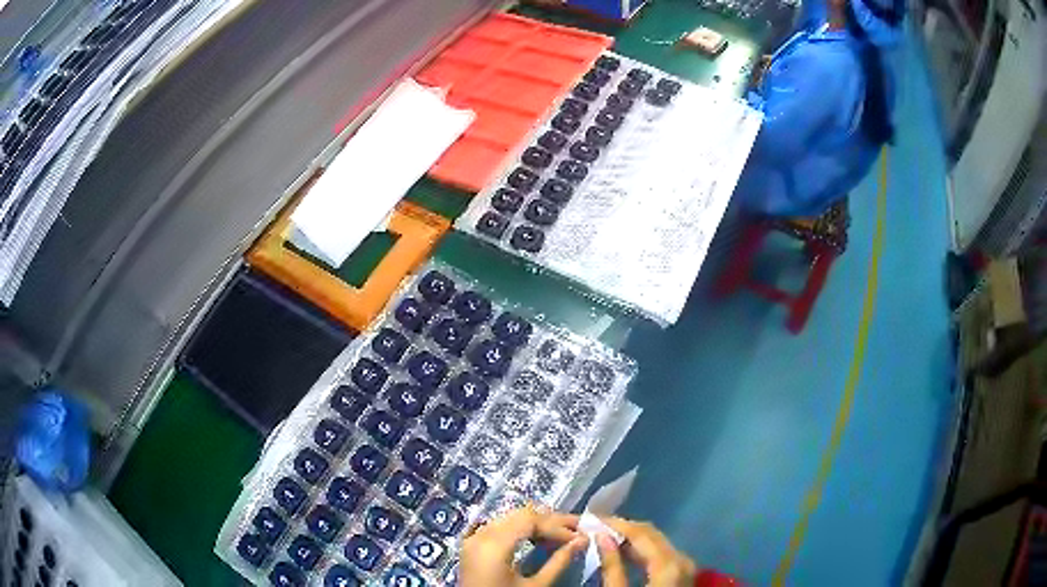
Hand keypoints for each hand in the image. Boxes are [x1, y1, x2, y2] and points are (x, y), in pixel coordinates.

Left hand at [460, 506, 588, 586]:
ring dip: (536, 524)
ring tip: (561, 534)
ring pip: (509, 519)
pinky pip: (497, 527)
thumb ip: (559, 562)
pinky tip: (536, 537)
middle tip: (577, 528)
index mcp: (494, 544)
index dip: (558, 525)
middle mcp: (481, 535)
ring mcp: (473, 540)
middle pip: (519, 515)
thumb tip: (582, 540)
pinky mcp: (472, 547)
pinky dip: (518, 529)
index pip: (531, 520)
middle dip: (550, 521)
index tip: (581, 534)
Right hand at [598, 517, 696, 586]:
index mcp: (668, 564)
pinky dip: (642, 549)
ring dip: (631, 537)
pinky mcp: (682, 574)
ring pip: (657, 541)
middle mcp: (681, 559)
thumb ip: (612, 565)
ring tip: (604, 536)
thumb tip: (600, 537)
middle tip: (595, 526)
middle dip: (622, 528)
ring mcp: (685, 566)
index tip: (591, 520)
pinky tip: (622, 551)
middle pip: (651, 533)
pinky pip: (661, 553)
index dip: (615, 524)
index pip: (640, 533)